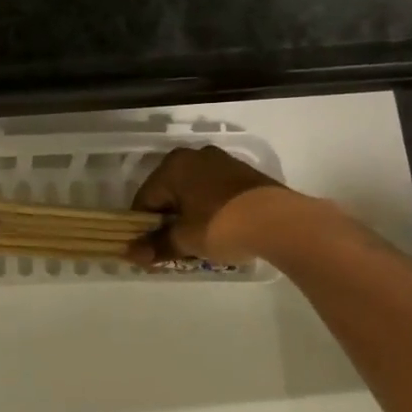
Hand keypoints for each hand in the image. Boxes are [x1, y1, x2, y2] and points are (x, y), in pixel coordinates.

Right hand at [128, 145, 296, 264]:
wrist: (280, 221)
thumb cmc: (222, 225)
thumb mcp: (185, 239)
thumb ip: (156, 245)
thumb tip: (131, 254)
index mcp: (173, 166)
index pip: (145, 199)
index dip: (142, 228)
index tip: (147, 250)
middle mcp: (195, 156)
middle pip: (169, 194)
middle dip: (167, 221)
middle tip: (171, 249)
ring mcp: (222, 162)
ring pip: (192, 193)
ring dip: (189, 216)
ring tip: (196, 243)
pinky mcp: (243, 174)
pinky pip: (213, 192)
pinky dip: (209, 210)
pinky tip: (218, 230)